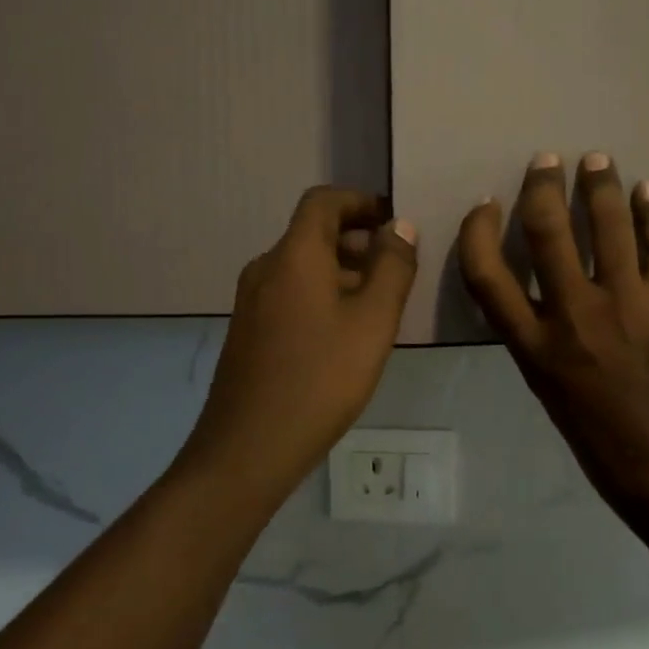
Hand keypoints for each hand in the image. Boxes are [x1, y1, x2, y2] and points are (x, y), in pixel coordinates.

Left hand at [188, 188, 416, 489]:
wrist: (249, 447)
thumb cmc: (321, 378)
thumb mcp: (373, 321)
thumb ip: (392, 267)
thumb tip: (399, 226)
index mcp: (294, 255)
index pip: (324, 201)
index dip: (361, 202)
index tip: (394, 222)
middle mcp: (266, 267)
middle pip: (313, 233)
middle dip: (358, 241)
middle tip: (398, 270)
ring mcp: (252, 301)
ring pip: (303, 267)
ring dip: (343, 271)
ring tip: (379, 305)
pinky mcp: (249, 331)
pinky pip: (291, 293)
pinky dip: (322, 295)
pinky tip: (346, 334)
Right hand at [458, 154, 648, 510]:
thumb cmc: (606, 446)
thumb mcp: (550, 394)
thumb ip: (539, 341)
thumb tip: (540, 297)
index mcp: (533, 348)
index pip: (486, 274)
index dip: (477, 230)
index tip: (485, 203)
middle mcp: (572, 316)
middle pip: (545, 231)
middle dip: (543, 186)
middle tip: (547, 160)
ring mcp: (625, 304)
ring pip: (606, 225)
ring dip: (600, 184)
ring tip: (598, 159)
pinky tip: (648, 190)